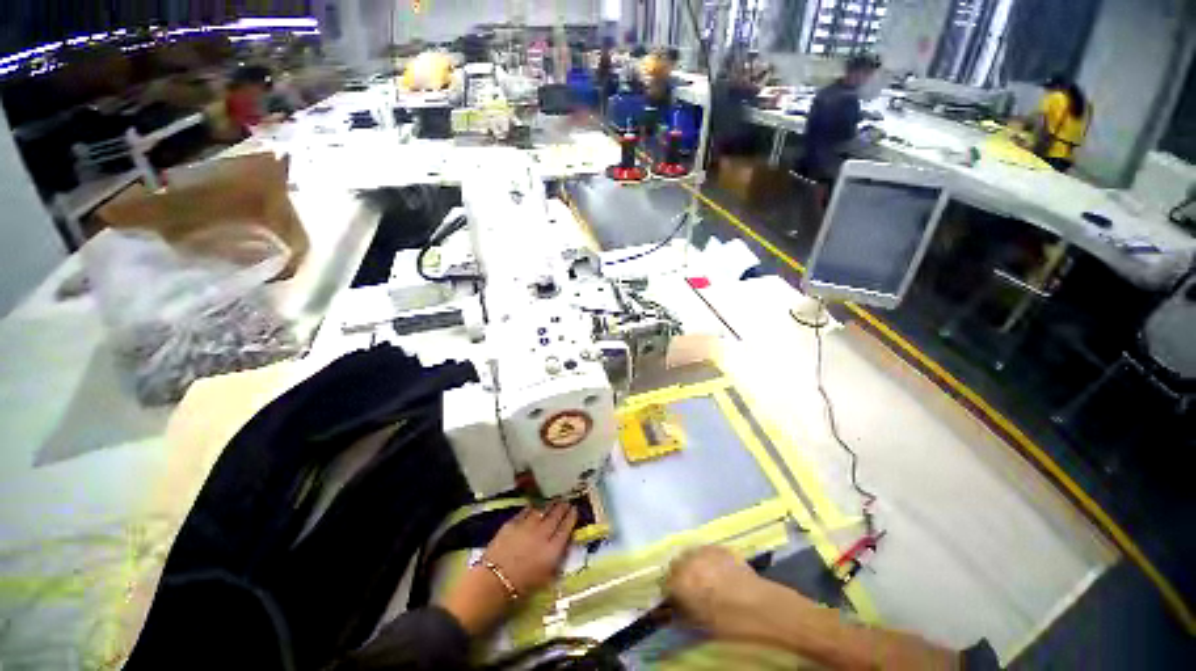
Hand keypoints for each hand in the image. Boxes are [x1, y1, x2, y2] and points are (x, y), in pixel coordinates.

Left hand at [439, 503, 575, 635]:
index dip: (572, 516)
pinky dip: (533, 508)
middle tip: (566, 501)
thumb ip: (555, 558)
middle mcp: (543, 534)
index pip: (566, 528)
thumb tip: (561, 544)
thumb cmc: (521, 589)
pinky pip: (526, 511)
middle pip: (556, 515)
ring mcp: (527, 526)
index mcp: (553, 550)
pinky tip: (535, 507)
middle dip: (562, 507)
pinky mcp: (513, 523)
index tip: (575, 509)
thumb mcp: (545, 577)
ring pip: (543, 510)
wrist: (493, 584)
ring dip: (550, 505)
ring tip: (554, 501)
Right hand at [665, 546, 785, 639]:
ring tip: (702, 578)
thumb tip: (675, 609)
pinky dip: (706, 559)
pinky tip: (716, 571)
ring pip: (689, 554)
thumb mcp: (702, 624)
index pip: (666, 583)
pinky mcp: (719, 547)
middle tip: (690, 589)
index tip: (677, 601)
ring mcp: (705, 551)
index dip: (671, 593)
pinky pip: (705, 551)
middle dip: (680, 575)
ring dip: (692, 564)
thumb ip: (683, 612)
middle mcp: (688, 561)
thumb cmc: (731, 623)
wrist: (763, 608)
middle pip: (676, 564)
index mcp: (681, 582)